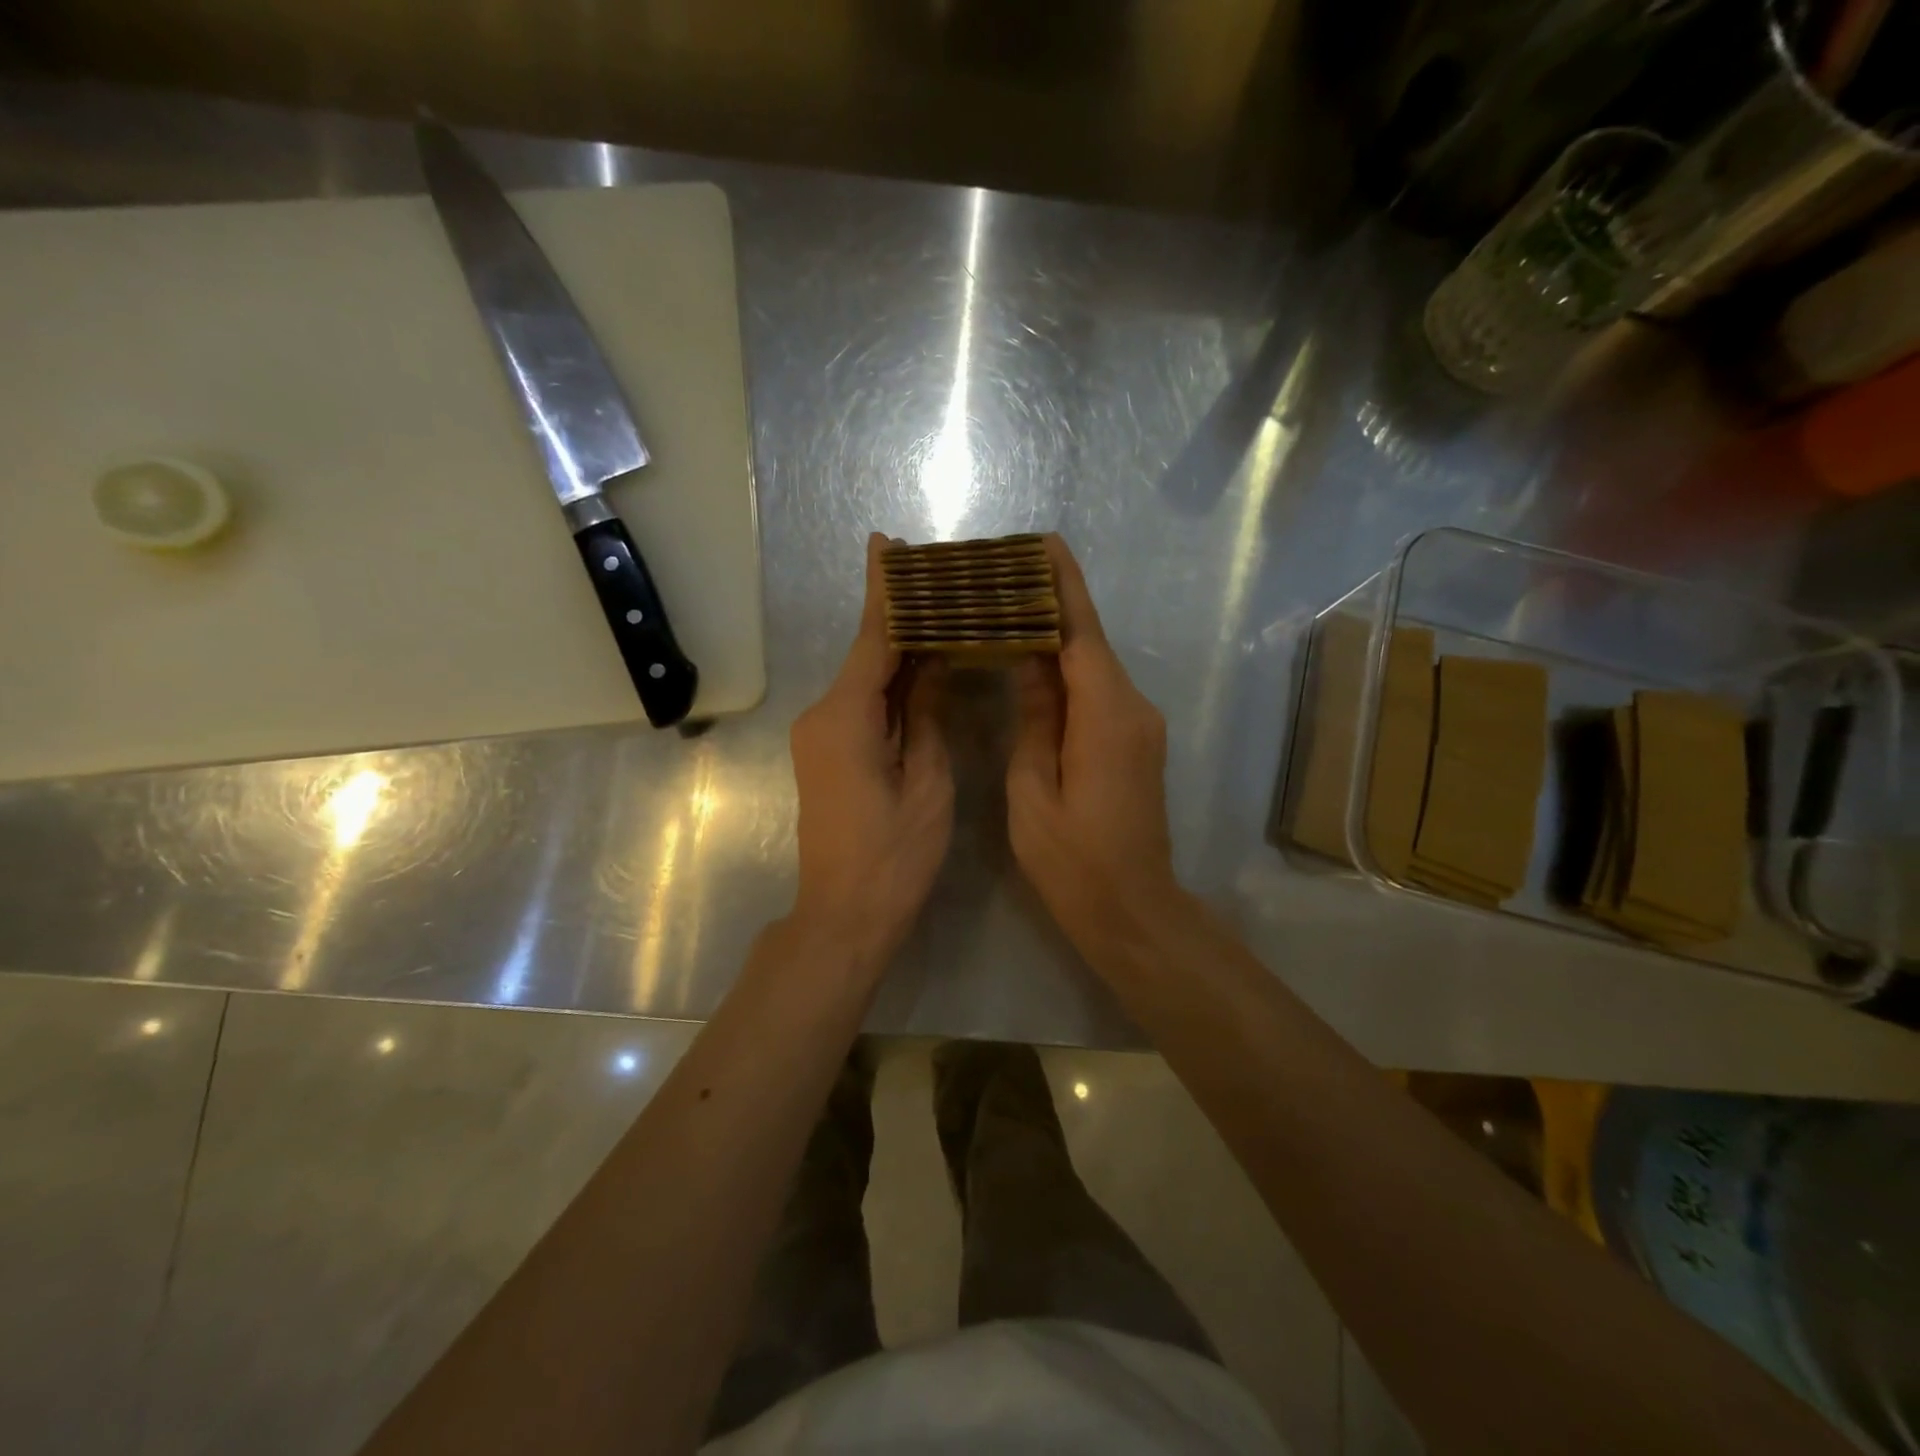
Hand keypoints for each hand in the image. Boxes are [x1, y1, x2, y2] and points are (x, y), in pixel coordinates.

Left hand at [788, 533, 953, 969]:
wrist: (844, 915)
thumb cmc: (894, 856)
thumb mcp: (926, 783)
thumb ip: (926, 716)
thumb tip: (932, 665)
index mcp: (846, 717)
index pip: (872, 639)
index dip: (884, 591)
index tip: (886, 543)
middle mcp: (823, 716)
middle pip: (866, 655)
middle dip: (896, 616)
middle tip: (933, 575)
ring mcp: (820, 736)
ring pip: (865, 681)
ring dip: (897, 651)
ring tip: (938, 614)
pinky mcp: (826, 755)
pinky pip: (861, 706)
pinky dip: (890, 686)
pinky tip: (920, 668)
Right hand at [1007, 534, 1183, 946]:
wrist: (1133, 909)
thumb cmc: (1073, 860)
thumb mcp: (1033, 790)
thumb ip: (1034, 719)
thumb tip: (1029, 660)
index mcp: (1106, 716)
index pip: (1081, 634)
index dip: (1063, 586)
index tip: (1042, 543)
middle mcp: (1133, 708)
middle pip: (1090, 643)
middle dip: (1053, 604)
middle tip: (1005, 575)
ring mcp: (1141, 726)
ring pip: (1095, 667)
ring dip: (1058, 638)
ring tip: (1009, 610)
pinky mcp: (1137, 742)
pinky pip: (1100, 692)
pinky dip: (1069, 672)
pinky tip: (1035, 664)